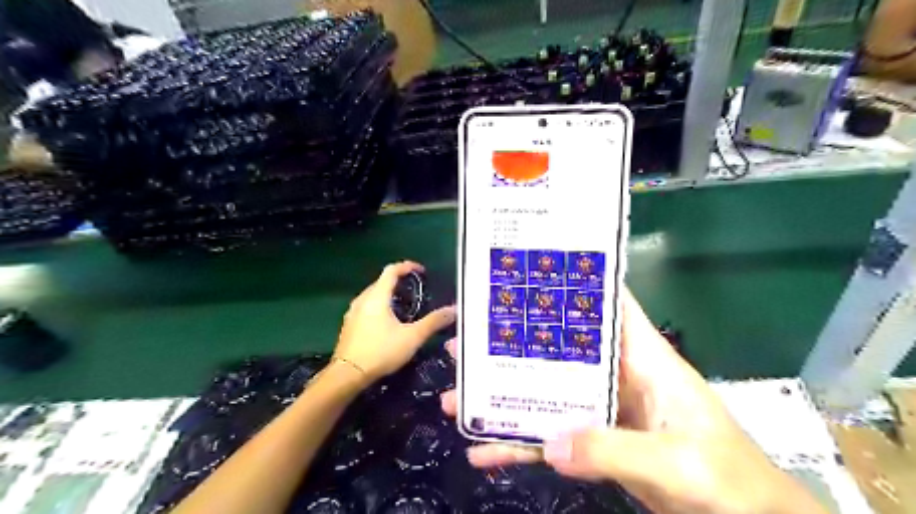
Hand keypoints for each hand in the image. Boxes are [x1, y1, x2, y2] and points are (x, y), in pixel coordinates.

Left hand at [333, 261, 454, 385]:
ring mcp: (353, 312)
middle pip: (381, 281)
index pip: (391, 270)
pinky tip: (387, 321)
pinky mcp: (349, 325)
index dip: (407, 266)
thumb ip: (433, 322)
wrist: (347, 375)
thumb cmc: (381, 352)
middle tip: (416, 290)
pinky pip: (366, 307)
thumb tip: (453, 310)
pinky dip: (379, 306)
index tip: (421, 271)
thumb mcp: (412, 337)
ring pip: (373, 295)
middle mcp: (362, 299)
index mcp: (377, 297)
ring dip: (388, 294)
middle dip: (399, 281)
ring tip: (404, 305)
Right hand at [439, 289, 827, 513]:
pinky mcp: (597, 441)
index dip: (574, 285)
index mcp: (644, 359)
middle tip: (466, 343)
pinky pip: (552, 438)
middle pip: (559, 351)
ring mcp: (604, 410)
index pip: (609, 306)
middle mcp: (618, 375)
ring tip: (457, 397)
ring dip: (506, 398)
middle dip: (514, 346)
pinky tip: (486, 452)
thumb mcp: (677, 463)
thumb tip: (550, 445)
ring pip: (547, 394)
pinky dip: (522, 445)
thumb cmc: (730, 482)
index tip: (528, 275)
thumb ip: (614, 450)